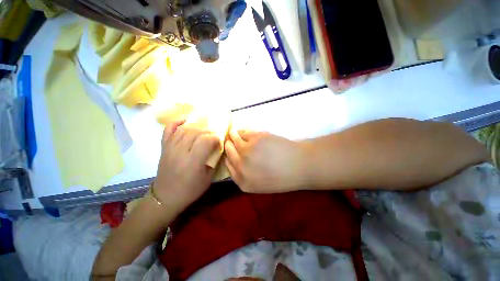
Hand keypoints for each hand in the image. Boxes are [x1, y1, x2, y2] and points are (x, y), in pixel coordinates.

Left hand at [154, 121, 219, 209]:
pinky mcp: (164, 147)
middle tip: (213, 136)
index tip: (219, 142)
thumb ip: (214, 161)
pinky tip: (185, 121)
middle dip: (207, 132)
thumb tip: (218, 148)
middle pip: (195, 133)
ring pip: (184, 130)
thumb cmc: (190, 190)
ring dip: (196, 128)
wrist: (166, 197)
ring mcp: (170, 148)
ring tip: (203, 131)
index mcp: (193, 162)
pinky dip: (176, 122)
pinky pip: (168, 130)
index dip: (215, 138)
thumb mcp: (208, 178)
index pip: (205, 141)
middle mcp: (180, 152)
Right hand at [224, 130, 310, 192]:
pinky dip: (242, 131)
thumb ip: (245, 175)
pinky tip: (244, 131)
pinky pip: (243, 132)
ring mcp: (247, 151)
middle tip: (230, 140)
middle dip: (228, 145)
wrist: (299, 165)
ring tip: (234, 133)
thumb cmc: (283, 177)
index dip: (228, 156)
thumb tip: (236, 160)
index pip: (228, 165)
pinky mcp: (255, 138)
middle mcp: (241, 166)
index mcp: (243, 181)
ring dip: (233, 135)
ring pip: (233, 139)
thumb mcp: (260, 185)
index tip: (230, 151)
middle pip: (228, 151)